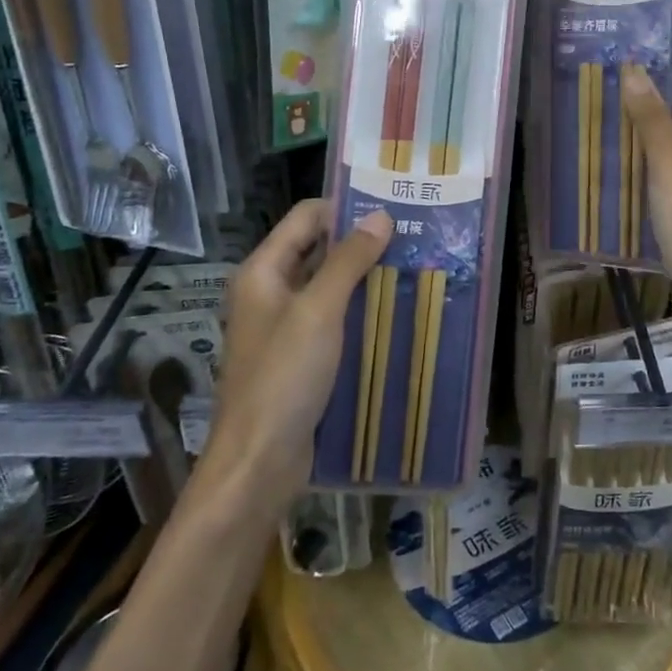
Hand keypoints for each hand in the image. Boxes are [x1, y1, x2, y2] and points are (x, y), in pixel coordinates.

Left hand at [211, 200, 392, 491]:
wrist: (258, 464)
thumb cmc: (283, 378)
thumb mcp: (319, 312)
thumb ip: (348, 261)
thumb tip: (381, 216)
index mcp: (263, 271)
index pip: (306, 217)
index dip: (345, 207)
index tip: (392, 207)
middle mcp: (270, 291)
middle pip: (317, 249)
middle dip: (361, 242)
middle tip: (412, 235)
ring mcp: (285, 326)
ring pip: (329, 285)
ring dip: (364, 276)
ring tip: (413, 266)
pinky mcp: (301, 356)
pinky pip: (334, 319)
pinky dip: (360, 309)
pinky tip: (395, 309)